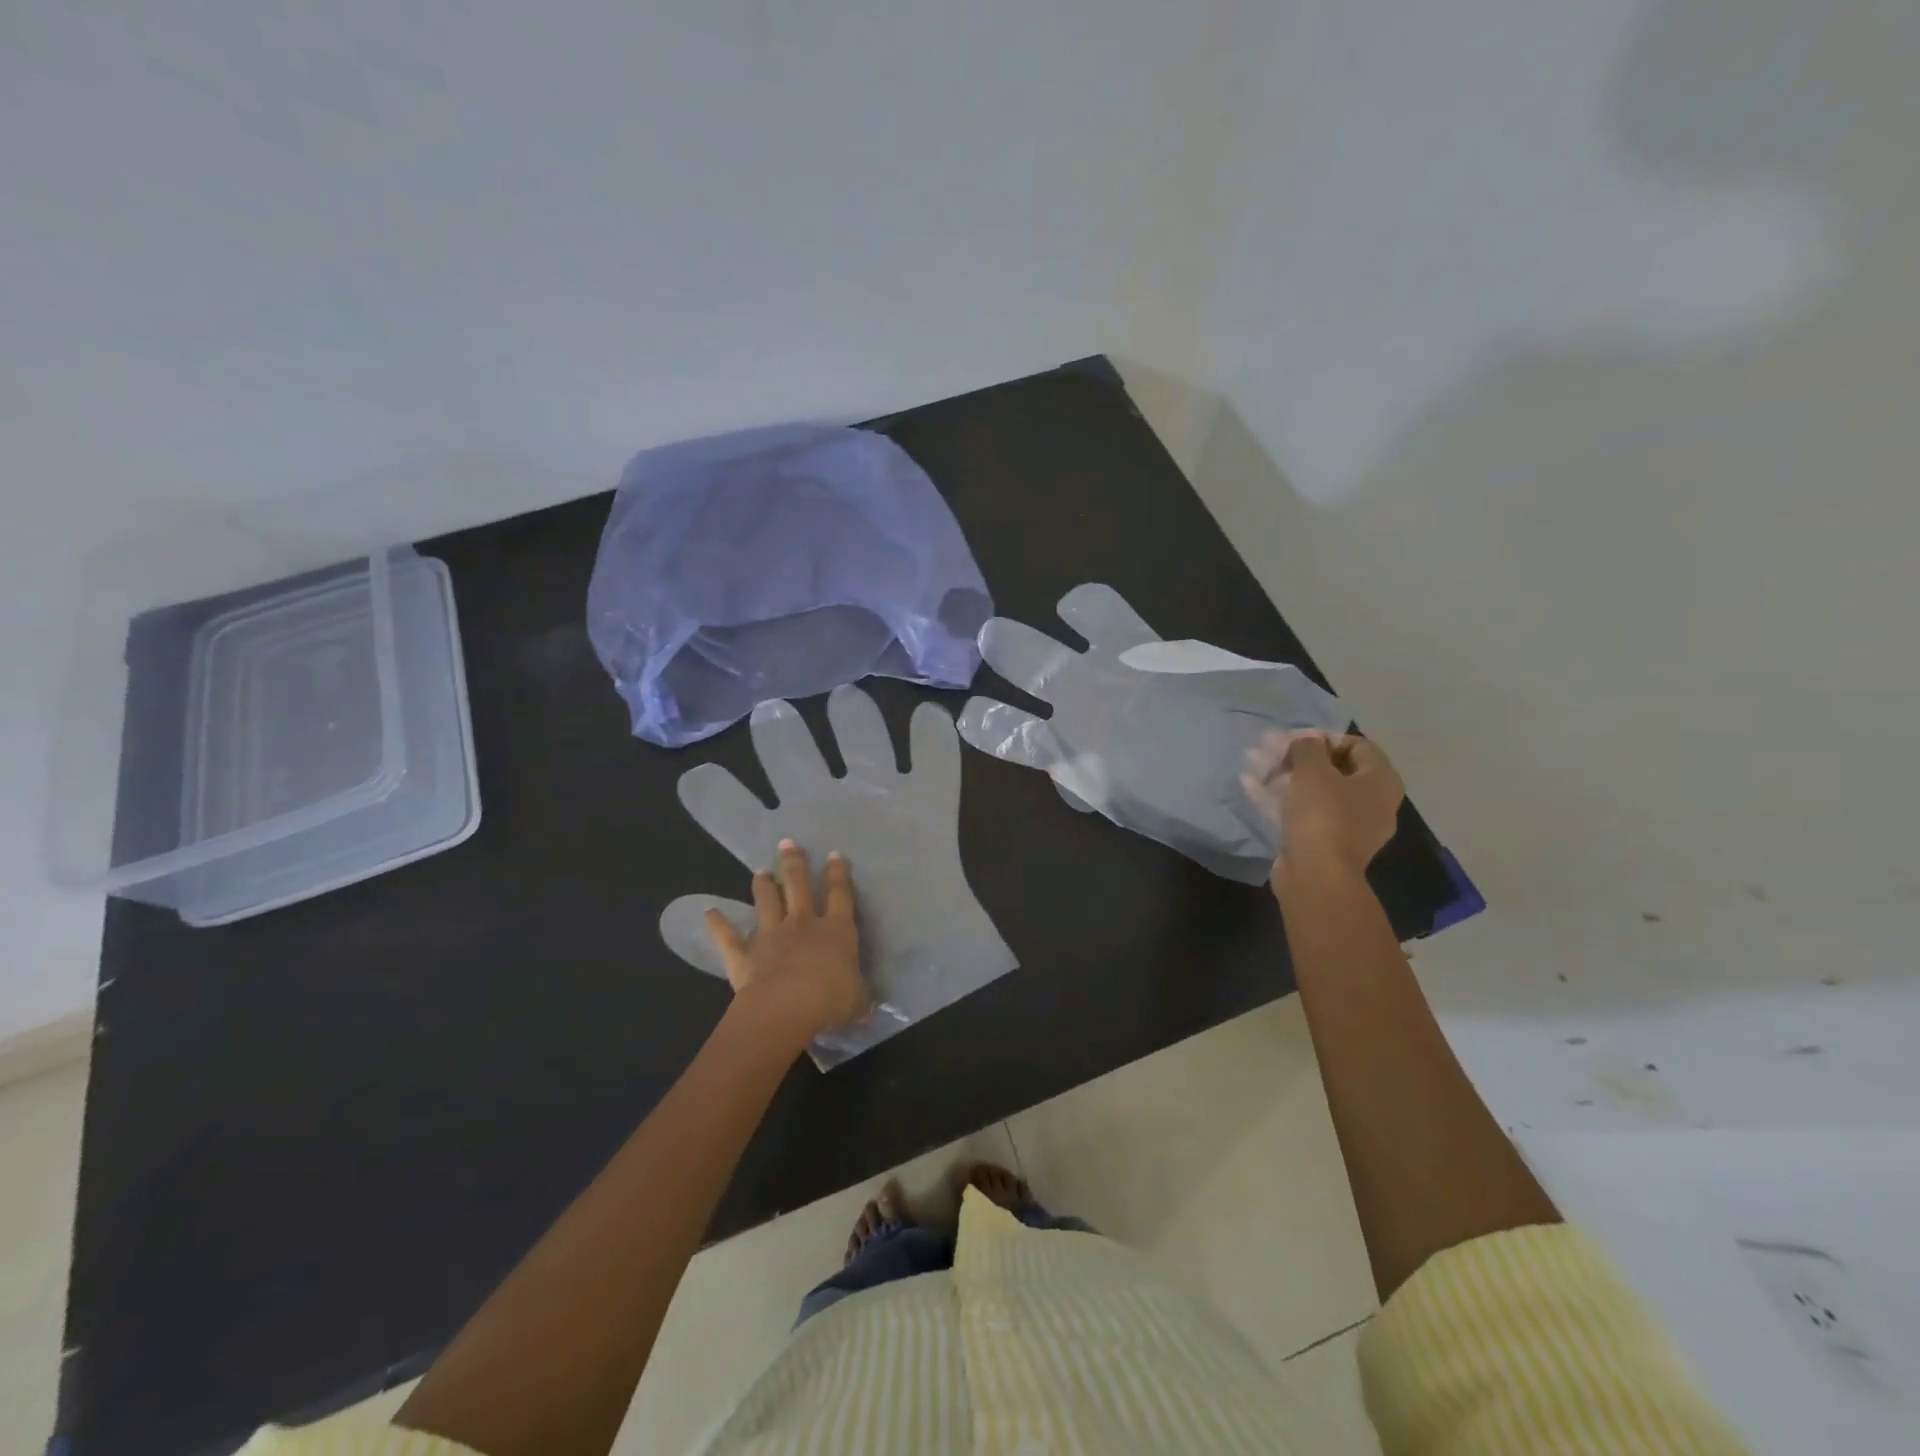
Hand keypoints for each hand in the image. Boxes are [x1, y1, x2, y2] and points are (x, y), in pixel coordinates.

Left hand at [705, 840, 868, 1046]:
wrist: (785, 1008)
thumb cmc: (830, 1000)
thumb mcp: (857, 998)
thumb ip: (859, 993)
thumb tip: (866, 999)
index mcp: (836, 930)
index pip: (840, 894)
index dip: (838, 873)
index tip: (834, 855)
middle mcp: (803, 924)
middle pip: (798, 885)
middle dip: (794, 863)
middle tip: (787, 843)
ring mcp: (771, 935)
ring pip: (767, 902)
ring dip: (763, 885)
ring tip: (760, 871)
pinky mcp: (744, 954)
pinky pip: (729, 936)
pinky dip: (718, 924)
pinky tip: (709, 912)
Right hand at [1241, 730, 1404, 884]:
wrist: (1317, 876)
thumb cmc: (1322, 815)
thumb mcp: (1312, 771)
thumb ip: (1307, 747)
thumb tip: (1306, 741)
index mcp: (1380, 781)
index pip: (1357, 745)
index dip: (1324, 737)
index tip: (1294, 738)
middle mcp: (1371, 802)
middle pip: (1332, 768)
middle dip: (1296, 756)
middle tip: (1267, 749)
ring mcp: (1347, 825)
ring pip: (1313, 791)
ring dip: (1282, 775)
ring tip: (1252, 763)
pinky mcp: (1323, 842)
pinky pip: (1302, 812)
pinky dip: (1279, 798)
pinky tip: (1250, 787)